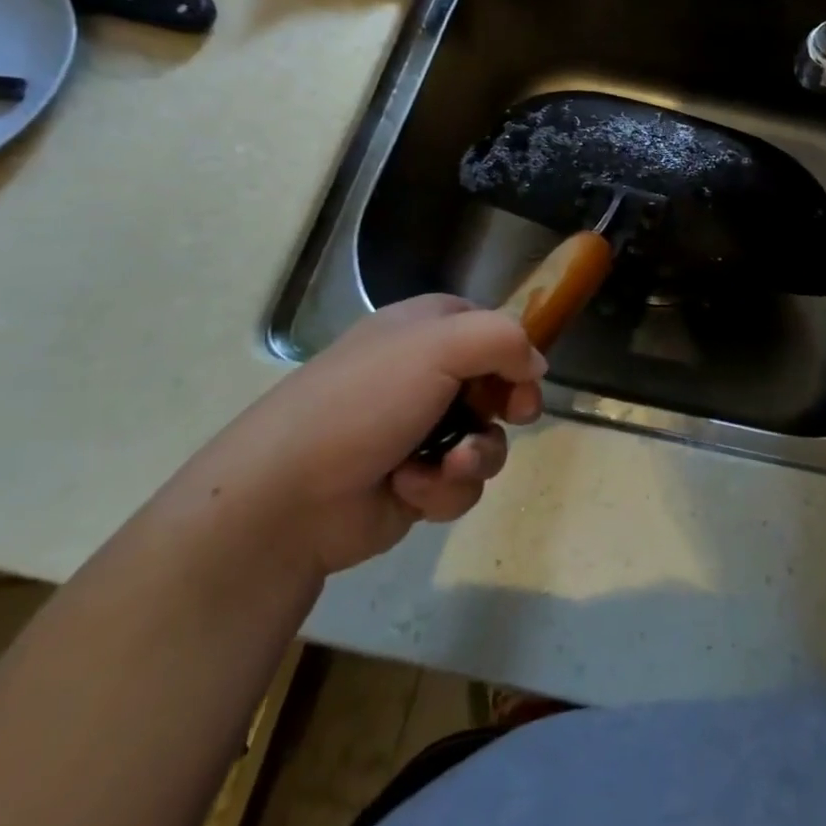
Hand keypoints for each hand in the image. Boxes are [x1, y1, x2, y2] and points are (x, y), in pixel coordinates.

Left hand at [174, 295, 545, 580]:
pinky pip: (461, 483)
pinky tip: (411, 489)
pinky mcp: (416, 483)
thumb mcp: (440, 345)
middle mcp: (426, 375)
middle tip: (510, 416)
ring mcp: (420, 431)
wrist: (289, 496)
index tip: (526, 378)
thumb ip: (505, 339)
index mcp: (426, 330)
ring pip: (488, 439)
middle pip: (499, 386)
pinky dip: (443, 489)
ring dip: (474, 456)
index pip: (493, 328)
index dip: (516, 353)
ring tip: (444, 467)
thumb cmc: (366, 400)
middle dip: (505, 408)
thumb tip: (536, 367)